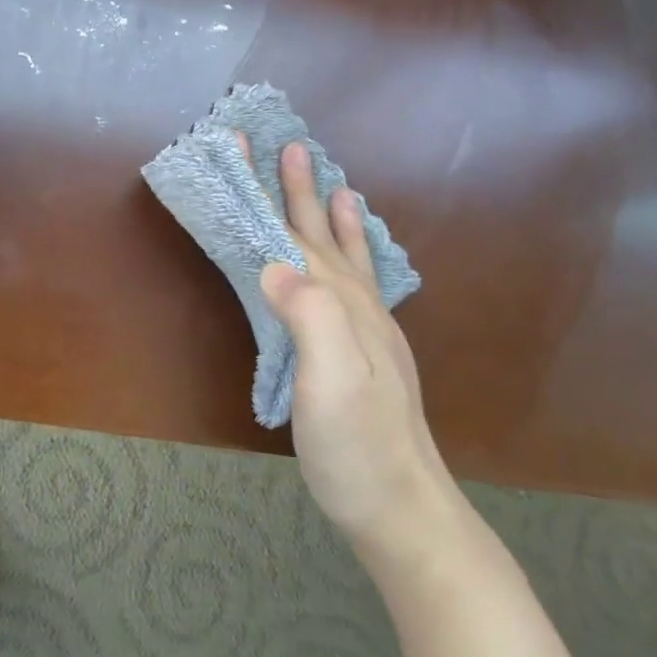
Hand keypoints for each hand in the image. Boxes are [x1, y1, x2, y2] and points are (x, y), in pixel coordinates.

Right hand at [258, 142, 449, 555]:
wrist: (404, 511)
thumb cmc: (358, 448)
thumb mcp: (330, 384)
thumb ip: (310, 318)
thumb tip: (274, 266)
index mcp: (340, 304)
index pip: (295, 232)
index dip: (270, 189)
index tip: (251, 145)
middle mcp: (358, 307)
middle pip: (320, 235)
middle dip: (301, 190)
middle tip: (293, 147)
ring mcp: (370, 331)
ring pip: (345, 257)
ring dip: (335, 218)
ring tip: (337, 186)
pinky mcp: (370, 353)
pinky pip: (361, 285)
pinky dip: (356, 259)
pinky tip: (357, 261)